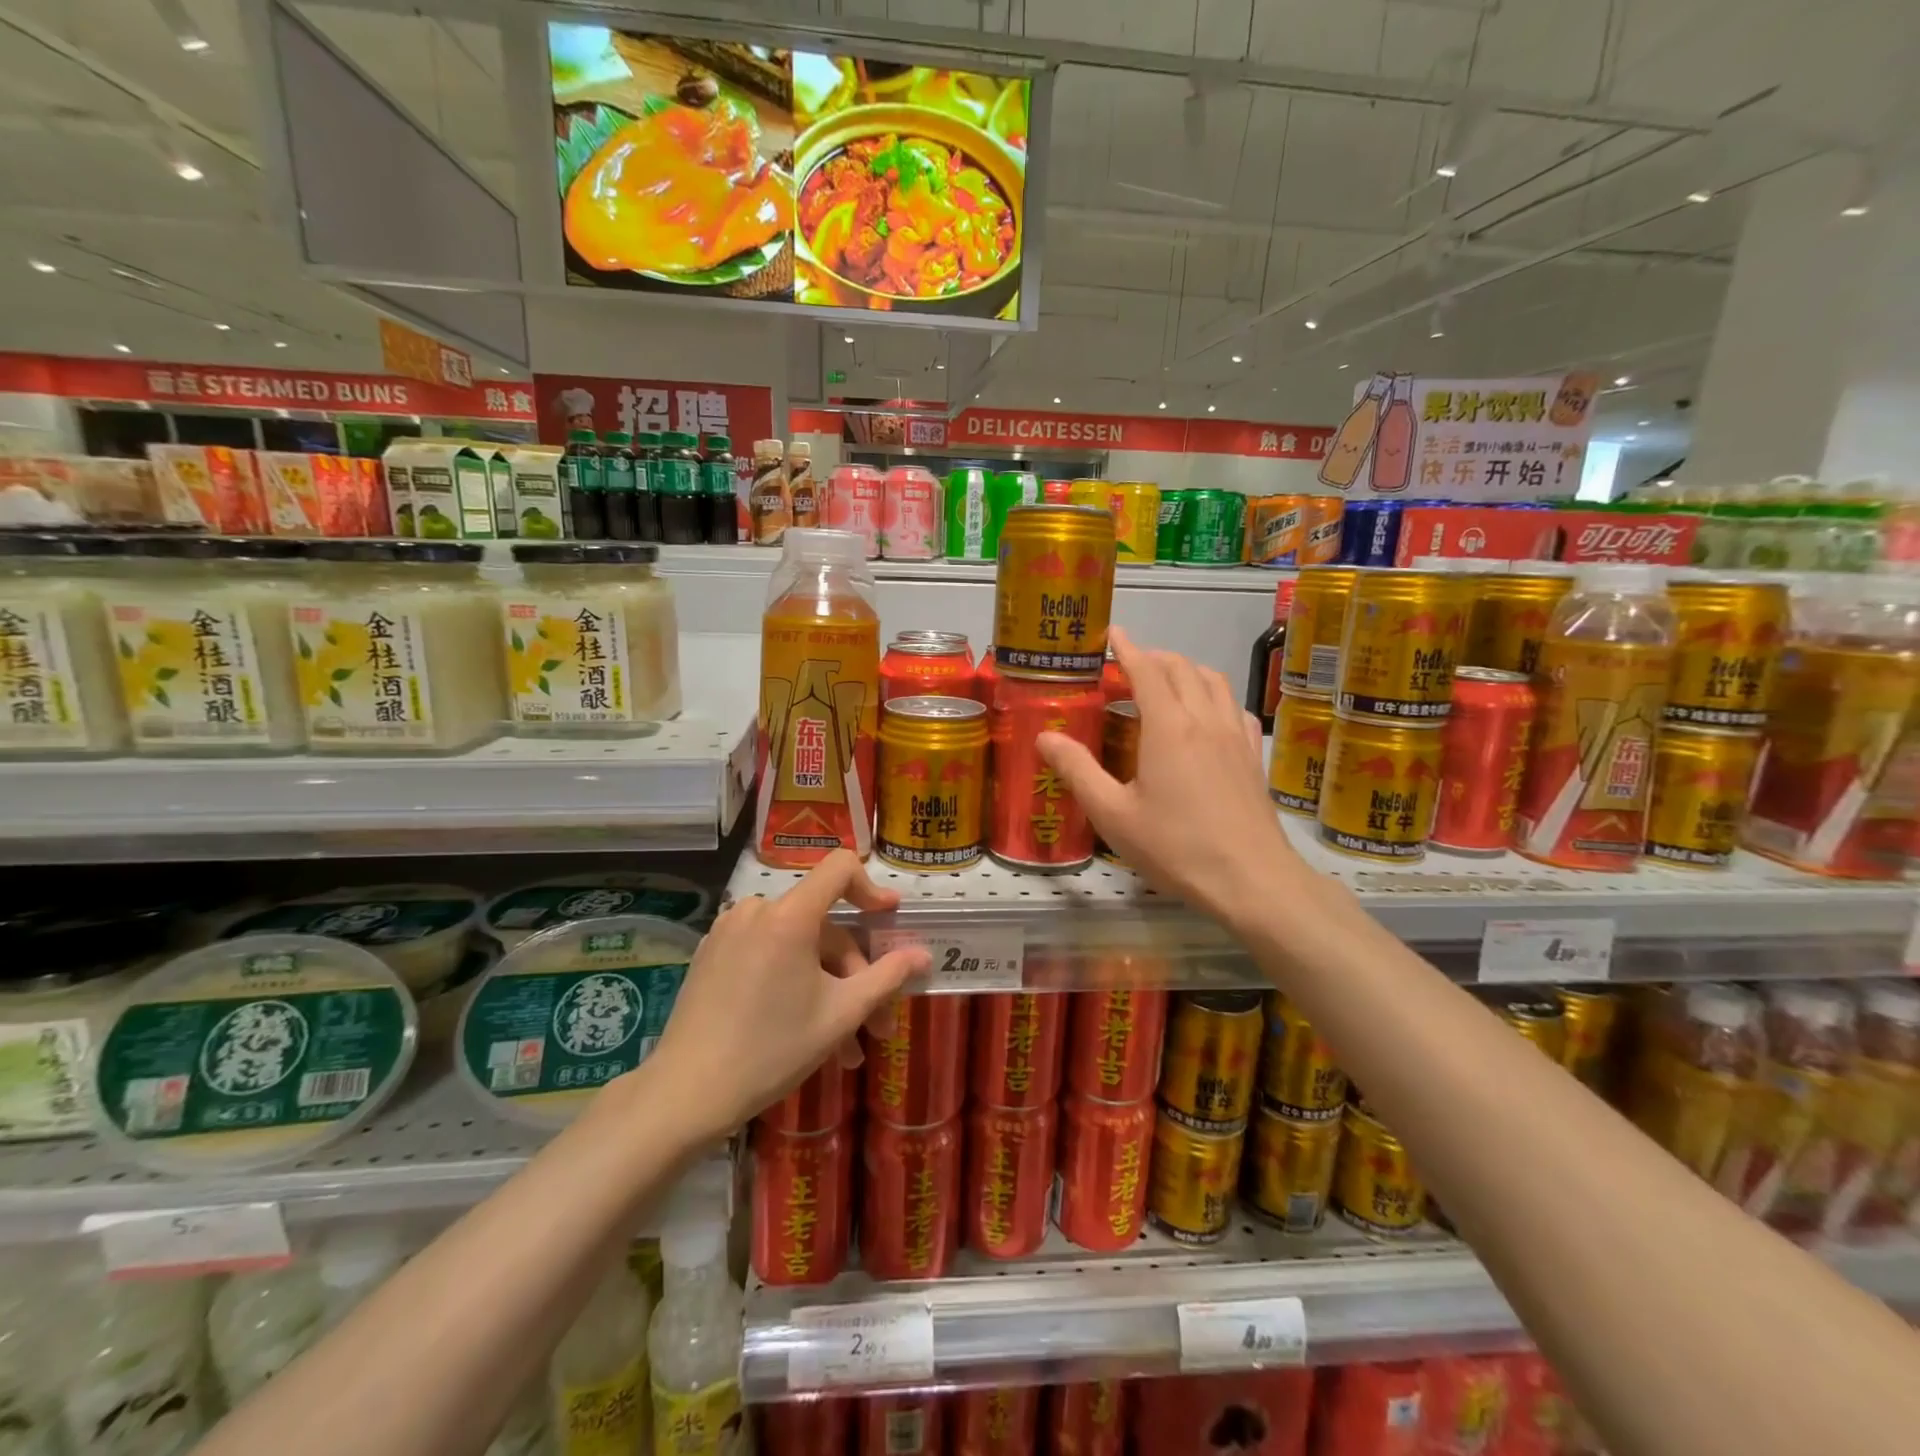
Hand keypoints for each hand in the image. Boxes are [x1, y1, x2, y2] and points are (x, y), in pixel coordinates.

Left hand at [649, 851, 930, 1138]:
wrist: (685, 1094)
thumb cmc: (772, 1050)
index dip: (871, 887)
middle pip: (822, 925)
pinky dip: (792, 981)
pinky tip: (802, 1029)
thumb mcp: (841, 1015)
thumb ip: (887, 977)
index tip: (889, 917)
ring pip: (797, 946)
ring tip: (843, 1048)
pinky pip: (766, 953)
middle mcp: (756, 910)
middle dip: (854, 973)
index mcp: (789, 915)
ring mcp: (728, 931)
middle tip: (873, 1025)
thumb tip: (923, 956)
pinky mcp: (711, 954)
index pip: (839, 868)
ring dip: (826, 987)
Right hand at [1037, 627, 1304, 925]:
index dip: (1127, 648)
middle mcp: (1205, 719)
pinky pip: (1235, 707)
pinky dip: (1215, 695)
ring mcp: (1234, 735)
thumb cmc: (1175, 847)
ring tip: (1165, 683)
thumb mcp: (1113, 814)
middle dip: (1154, 657)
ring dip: (1186, 670)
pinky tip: (1206, 716)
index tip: (1112, 634)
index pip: (1147, 670)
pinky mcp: (1252, 755)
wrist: (1250, 880)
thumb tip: (1044, 737)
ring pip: (1214, 681)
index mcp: (1169, 727)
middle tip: (1128, 666)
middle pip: (1182, 668)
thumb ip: (1077, 770)